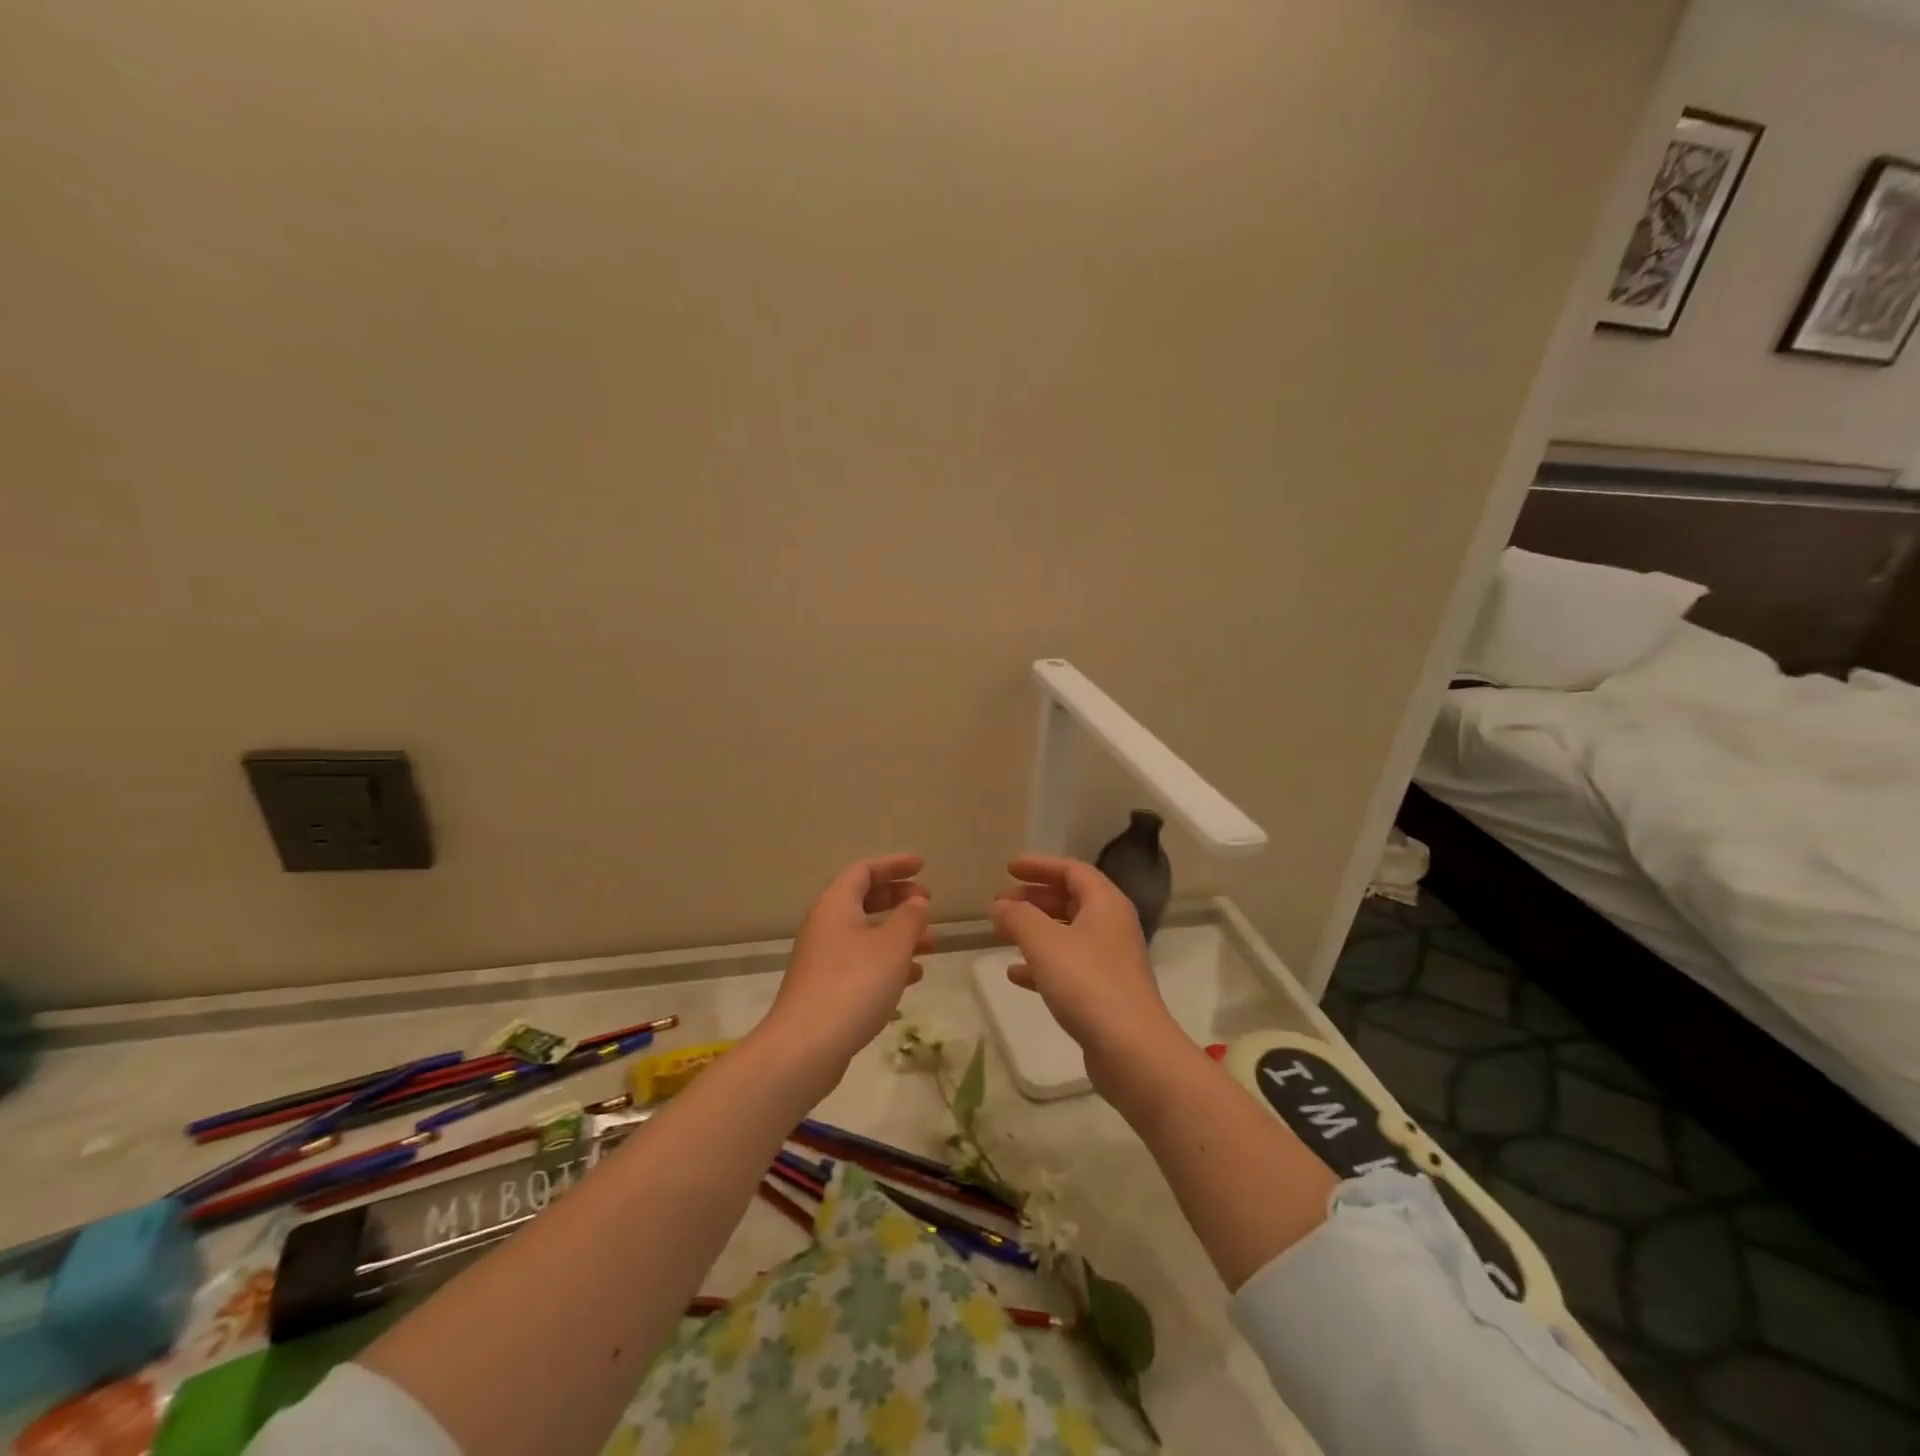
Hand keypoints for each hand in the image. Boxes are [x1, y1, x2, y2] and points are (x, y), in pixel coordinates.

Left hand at [764, 853, 933, 1073]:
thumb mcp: (892, 946)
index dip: (894, 865)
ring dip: (898, 933)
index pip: (864, 870)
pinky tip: (913, 976)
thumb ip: (909, 918)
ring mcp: (823, 959)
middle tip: (927, 902)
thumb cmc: (853, 984)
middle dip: (897, 898)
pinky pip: (862, 962)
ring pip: (866, 934)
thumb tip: (916, 901)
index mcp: (836, 905)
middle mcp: (825, 926)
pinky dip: (888, 961)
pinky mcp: (826, 988)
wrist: (805, 1047)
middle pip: (862, 900)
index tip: (922, 866)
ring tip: (932, 942)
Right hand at [989, 854, 1177, 1075]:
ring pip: (1067, 933)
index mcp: (1105, 904)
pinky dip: (1041, 963)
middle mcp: (1112, 926)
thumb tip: (999, 906)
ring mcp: (1109, 961)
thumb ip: (1017, 917)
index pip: (1072, 870)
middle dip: (1034, 897)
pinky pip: (1067, 966)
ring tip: (1002, 932)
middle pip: (1070, 899)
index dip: (1040, 865)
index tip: (1009, 868)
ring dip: (1035, 929)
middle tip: (1000, 902)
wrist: (1131, 1050)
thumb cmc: (1087, 983)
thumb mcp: (1044, 942)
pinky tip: (1015, 974)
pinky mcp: (1103, 993)